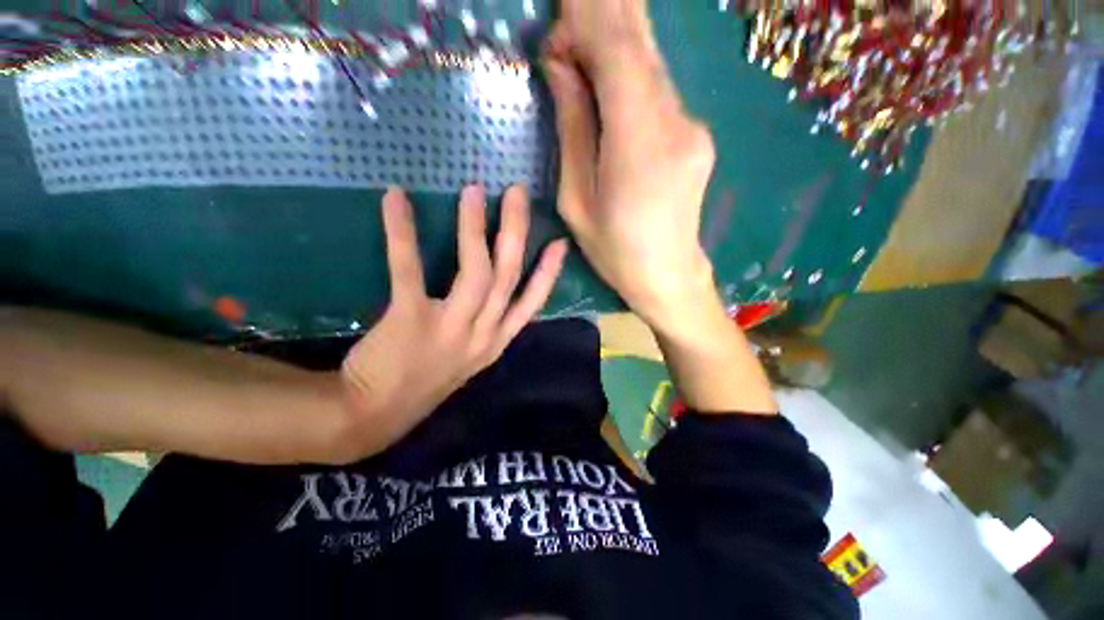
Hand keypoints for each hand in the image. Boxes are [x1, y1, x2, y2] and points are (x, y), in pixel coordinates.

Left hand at [337, 185, 568, 454]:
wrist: (374, 415)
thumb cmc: (425, 380)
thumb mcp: (468, 358)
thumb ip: (484, 327)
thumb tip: (491, 290)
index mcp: (495, 342)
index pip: (532, 304)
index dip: (549, 273)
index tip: (560, 242)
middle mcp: (483, 335)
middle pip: (509, 277)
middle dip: (517, 233)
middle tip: (518, 193)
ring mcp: (451, 329)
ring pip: (477, 272)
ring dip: (477, 229)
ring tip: (474, 192)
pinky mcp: (411, 320)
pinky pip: (411, 270)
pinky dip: (404, 232)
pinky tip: (397, 200)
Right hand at [543, 0, 718, 328]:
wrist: (669, 276)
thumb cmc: (615, 252)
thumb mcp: (577, 202)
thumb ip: (572, 131)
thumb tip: (561, 69)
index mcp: (639, 149)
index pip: (619, 55)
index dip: (586, 22)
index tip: (554, 25)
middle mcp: (675, 126)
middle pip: (641, 47)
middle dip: (601, 16)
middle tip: (565, 16)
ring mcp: (692, 127)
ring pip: (651, 63)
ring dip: (613, 42)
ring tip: (575, 44)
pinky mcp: (694, 134)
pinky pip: (658, 88)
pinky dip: (629, 70)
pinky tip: (605, 75)